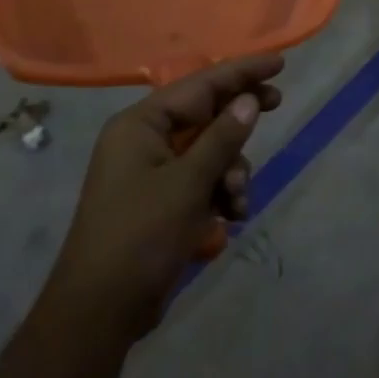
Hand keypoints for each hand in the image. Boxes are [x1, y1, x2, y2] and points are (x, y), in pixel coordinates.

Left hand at [54, 53, 282, 316]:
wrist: (99, 314)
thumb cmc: (141, 237)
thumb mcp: (189, 183)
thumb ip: (223, 137)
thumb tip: (249, 100)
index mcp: (140, 125)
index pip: (200, 85)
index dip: (241, 72)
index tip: (279, 63)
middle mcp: (144, 140)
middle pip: (205, 113)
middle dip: (239, 120)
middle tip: (277, 105)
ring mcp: (151, 172)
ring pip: (209, 150)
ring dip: (232, 169)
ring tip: (238, 199)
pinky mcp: (160, 201)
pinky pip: (201, 180)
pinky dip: (220, 193)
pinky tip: (232, 217)